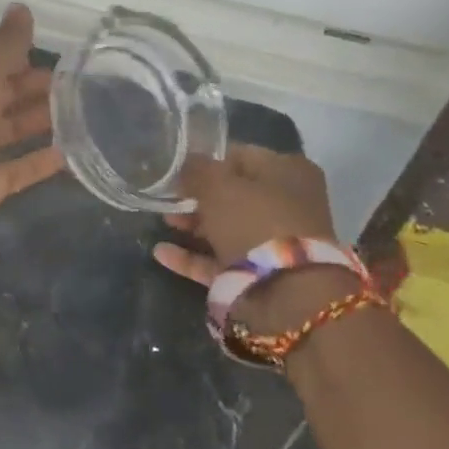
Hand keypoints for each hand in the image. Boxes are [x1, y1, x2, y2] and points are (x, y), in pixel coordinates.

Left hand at [0, 3, 64, 222]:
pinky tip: (69, 155)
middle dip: (32, 90)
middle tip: (76, 87)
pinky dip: (37, 162)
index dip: (18, 58)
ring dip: (37, 122)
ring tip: (80, 116)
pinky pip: (13, 170)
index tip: (58, 58)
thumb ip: (4, 43)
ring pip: (5, 132)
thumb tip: (22, 8)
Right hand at [151, 146, 348, 329]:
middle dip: (197, 197)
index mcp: (288, 172)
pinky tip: (161, 253)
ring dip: (192, 225)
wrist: (285, 292)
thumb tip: (185, 165)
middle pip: (234, 194)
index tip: (176, 169)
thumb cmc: (255, 222)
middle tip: (166, 197)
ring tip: (162, 222)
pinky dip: (191, 256)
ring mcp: (273, 242)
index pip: (241, 156)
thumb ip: (197, 170)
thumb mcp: (218, 186)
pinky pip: (219, 260)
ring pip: (226, 228)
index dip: (207, 160)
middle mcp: (286, 204)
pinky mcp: (258, 274)